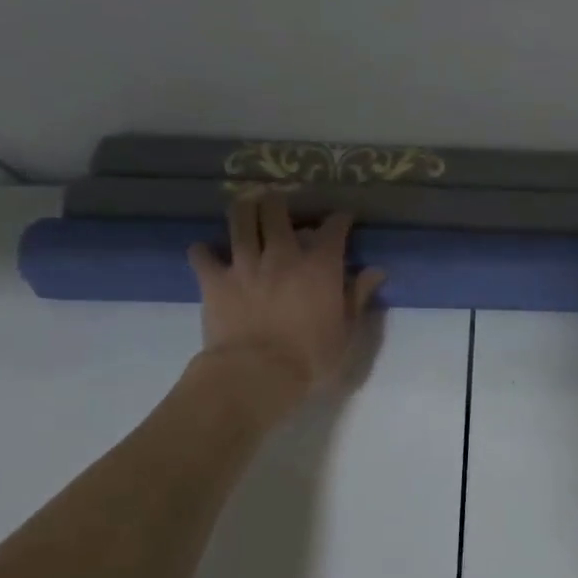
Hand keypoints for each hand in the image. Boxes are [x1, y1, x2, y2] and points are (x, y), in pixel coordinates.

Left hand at [186, 196, 384, 411]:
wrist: (256, 374)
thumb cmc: (310, 358)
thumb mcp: (346, 332)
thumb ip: (358, 296)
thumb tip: (376, 271)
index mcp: (319, 266)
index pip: (333, 227)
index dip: (339, 218)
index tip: (342, 218)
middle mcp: (282, 254)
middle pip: (277, 209)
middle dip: (280, 202)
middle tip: (281, 207)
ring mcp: (244, 264)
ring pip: (240, 219)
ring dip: (244, 210)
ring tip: (247, 210)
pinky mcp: (214, 280)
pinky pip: (202, 254)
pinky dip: (204, 251)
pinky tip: (207, 252)